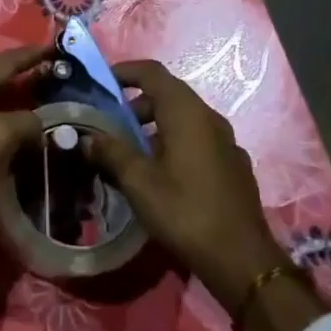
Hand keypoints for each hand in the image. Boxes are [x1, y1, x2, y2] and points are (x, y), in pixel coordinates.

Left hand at [0, 44, 46, 247]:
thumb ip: (24, 123)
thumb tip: (42, 122)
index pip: (5, 61)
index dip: (30, 54)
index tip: (54, 47)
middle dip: (23, 81)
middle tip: (54, 85)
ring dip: (12, 110)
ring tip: (40, 118)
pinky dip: (0, 137)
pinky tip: (11, 151)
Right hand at [81, 59, 292, 309]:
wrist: (241, 259)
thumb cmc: (185, 211)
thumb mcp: (138, 182)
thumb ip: (111, 152)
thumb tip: (89, 137)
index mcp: (186, 113)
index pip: (152, 72)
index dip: (125, 71)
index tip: (101, 82)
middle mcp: (209, 118)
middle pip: (168, 95)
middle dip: (135, 104)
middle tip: (109, 124)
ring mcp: (226, 142)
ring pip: (183, 119)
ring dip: (153, 126)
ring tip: (129, 152)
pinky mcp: (232, 165)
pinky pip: (197, 140)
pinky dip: (173, 142)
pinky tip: (160, 174)